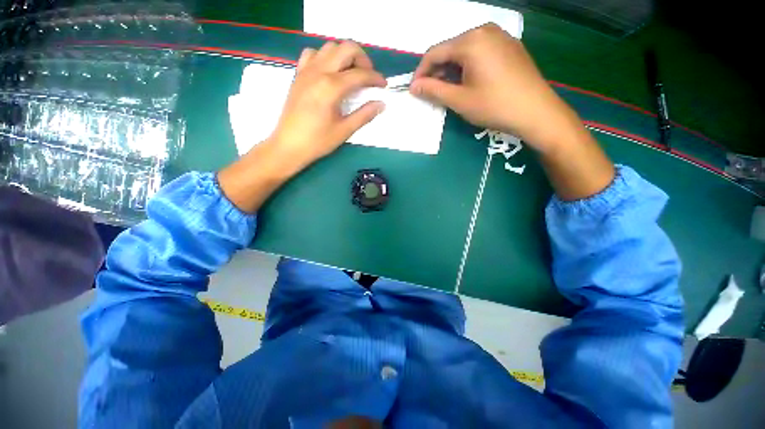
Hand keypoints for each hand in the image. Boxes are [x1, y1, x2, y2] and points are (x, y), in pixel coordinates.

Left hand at [268, 41, 386, 170]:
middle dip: (363, 59)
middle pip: (346, 48)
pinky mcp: (298, 75)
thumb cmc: (318, 141)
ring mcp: (306, 70)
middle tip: (368, 77)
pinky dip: (325, 57)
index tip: (383, 86)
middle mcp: (319, 71)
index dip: (375, 78)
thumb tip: (381, 104)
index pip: (360, 74)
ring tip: (351, 74)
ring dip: (344, 56)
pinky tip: (329, 73)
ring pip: (329, 47)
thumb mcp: (344, 130)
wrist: (289, 145)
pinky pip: (312, 54)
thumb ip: (364, 115)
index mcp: (332, 87)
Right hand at [410, 23, 579, 152]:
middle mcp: (485, 30)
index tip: (414, 90)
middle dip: (437, 72)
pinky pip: (479, 52)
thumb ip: (434, 90)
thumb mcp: (459, 100)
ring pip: (464, 51)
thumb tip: (414, 87)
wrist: (536, 111)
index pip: (434, 52)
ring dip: (451, 70)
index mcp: (471, 40)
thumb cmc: (494, 105)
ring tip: (448, 91)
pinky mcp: (509, 46)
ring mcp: (500, 36)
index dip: (421, 72)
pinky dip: (467, 67)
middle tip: (431, 93)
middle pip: (450, 49)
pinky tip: (468, 83)